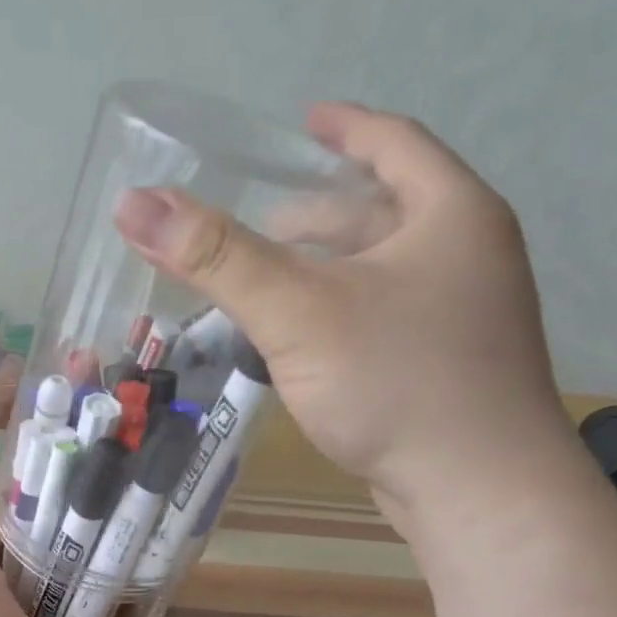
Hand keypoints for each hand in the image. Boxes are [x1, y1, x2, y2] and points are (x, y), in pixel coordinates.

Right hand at [115, 103, 577, 530]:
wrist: (480, 495)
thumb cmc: (397, 383)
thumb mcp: (297, 311)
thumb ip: (217, 257)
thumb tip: (135, 204)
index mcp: (451, 216)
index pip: (395, 144)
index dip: (345, 128)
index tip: (303, 122)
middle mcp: (469, 257)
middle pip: (385, 212)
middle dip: (321, 212)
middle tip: (262, 220)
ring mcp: (465, 318)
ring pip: (382, 272)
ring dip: (326, 269)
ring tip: (268, 280)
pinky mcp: (448, 369)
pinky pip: (383, 318)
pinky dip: (339, 313)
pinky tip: (300, 340)